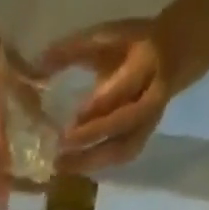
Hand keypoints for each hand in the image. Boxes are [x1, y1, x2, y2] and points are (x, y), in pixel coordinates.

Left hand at [41, 18, 177, 173]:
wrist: (168, 59)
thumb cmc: (129, 48)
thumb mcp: (106, 40)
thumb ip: (74, 50)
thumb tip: (40, 64)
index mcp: (147, 62)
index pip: (124, 88)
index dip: (98, 106)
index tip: (71, 120)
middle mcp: (152, 98)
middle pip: (124, 123)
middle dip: (93, 136)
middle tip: (63, 148)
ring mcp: (149, 124)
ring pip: (124, 149)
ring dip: (93, 161)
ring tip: (63, 167)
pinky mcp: (142, 141)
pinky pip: (121, 158)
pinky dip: (98, 166)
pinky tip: (75, 169)